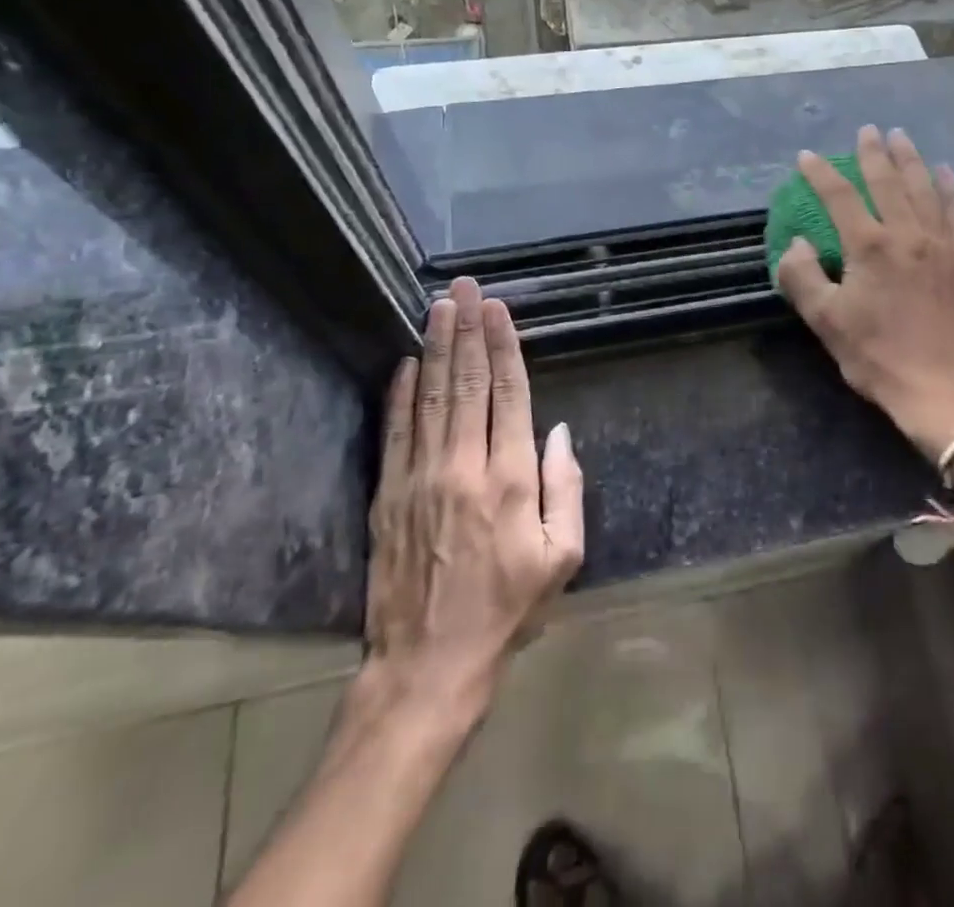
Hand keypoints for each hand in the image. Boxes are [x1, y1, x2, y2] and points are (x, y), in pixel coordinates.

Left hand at [352, 276, 584, 737]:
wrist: (427, 666)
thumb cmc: (507, 611)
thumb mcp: (562, 558)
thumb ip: (566, 487)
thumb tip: (560, 430)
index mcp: (511, 481)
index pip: (509, 395)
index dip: (503, 347)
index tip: (497, 309)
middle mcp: (464, 468)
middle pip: (467, 384)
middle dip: (467, 331)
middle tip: (465, 288)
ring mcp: (419, 480)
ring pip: (429, 398)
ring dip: (434, 348)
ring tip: (438, 307)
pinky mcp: (387, 497)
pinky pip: (394, 433)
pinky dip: (399, 395)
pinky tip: (404, 363)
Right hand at [777, 126, 953, 456]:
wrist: (946, 389)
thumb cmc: (878, 357)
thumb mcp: (826, 322)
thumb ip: (803, 277)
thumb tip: (797, 243)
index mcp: (869, 247)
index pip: (838, 197)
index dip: (820, 174)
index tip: (807, 157)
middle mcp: (907, 234)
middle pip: (887, 182)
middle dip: (873, 153)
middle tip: (867, 131)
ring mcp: (943, 244)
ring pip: (925, 189)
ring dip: (911, 160)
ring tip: (901, 137)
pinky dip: (951, 188)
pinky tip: (946, 173)